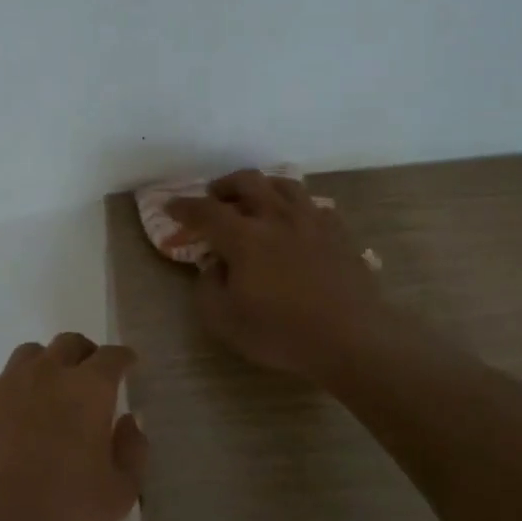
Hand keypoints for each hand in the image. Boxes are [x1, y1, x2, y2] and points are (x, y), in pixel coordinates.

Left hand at [0, 333, 148, 520]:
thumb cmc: (62, 509)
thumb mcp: (119, 493)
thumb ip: (131, 452)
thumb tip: (128, 422)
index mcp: (88, 389)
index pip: (111, 357)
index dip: (122, 358)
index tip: (127, 363)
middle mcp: (47, 374)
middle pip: (68, 343)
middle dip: (84, 353)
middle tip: (88, 374)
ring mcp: (5, 384)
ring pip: (29, 355)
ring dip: (44, 365)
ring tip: (46, 391)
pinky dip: (8, 393)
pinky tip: (8, 418)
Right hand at [166, 169, 386, 381]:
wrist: (351, 339)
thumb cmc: (281, 333)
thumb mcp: (224, 320)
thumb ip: (208, 286)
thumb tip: (214, 265)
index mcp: (244, 237)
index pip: (206, 211)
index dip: (184, 207)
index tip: (170, 207)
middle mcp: (276, 218)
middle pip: (247, 182)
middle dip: (224, 186)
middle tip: (213, 198)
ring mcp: (312, 222)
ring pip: (284, 185)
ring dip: (262, 187)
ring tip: (254, 201)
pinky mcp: (339, 234)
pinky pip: (313, 206)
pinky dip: (296, 207)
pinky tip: (294, 222)